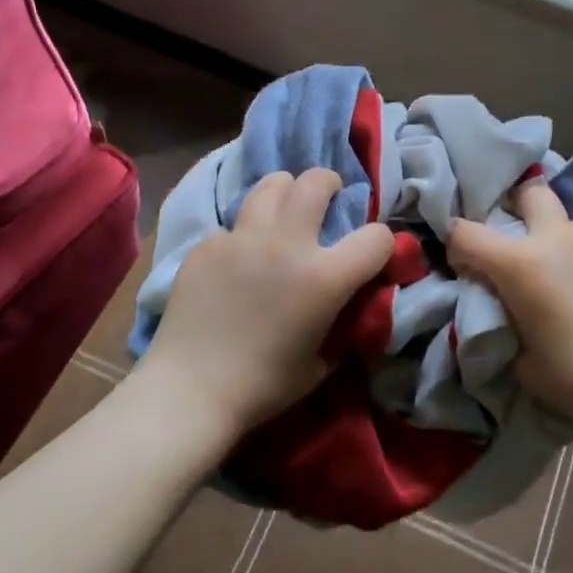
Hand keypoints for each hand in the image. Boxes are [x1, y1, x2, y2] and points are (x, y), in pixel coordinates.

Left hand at [137, 168, 393, 438]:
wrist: (191, 390)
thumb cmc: (264, 386)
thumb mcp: (322, 361)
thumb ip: (342, 322)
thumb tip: (349, 303)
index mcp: (324, 277)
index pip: (377, 237)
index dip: (382, 243)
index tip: (371, 253)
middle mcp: (287, 244)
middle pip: (316, 182)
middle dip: (329, 184)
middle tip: (327, 197)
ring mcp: (243, 238)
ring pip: (272, 184)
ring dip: (286, 191)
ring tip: (285, 208)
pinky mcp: (208, 244)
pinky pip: (235, 223)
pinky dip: (246, 232)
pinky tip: (239, 257)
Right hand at [447, 180, 572, 422]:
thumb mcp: (519, 359)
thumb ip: (504, 324)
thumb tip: (505, 313)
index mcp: (519, 264)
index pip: (466, 233)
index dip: (457, 246)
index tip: (465, 267)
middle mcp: (558, 240)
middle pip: (530, 194)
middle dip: (518, 207)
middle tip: (519, 243)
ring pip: (570, 228)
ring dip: (559, 246)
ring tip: (570, 283)